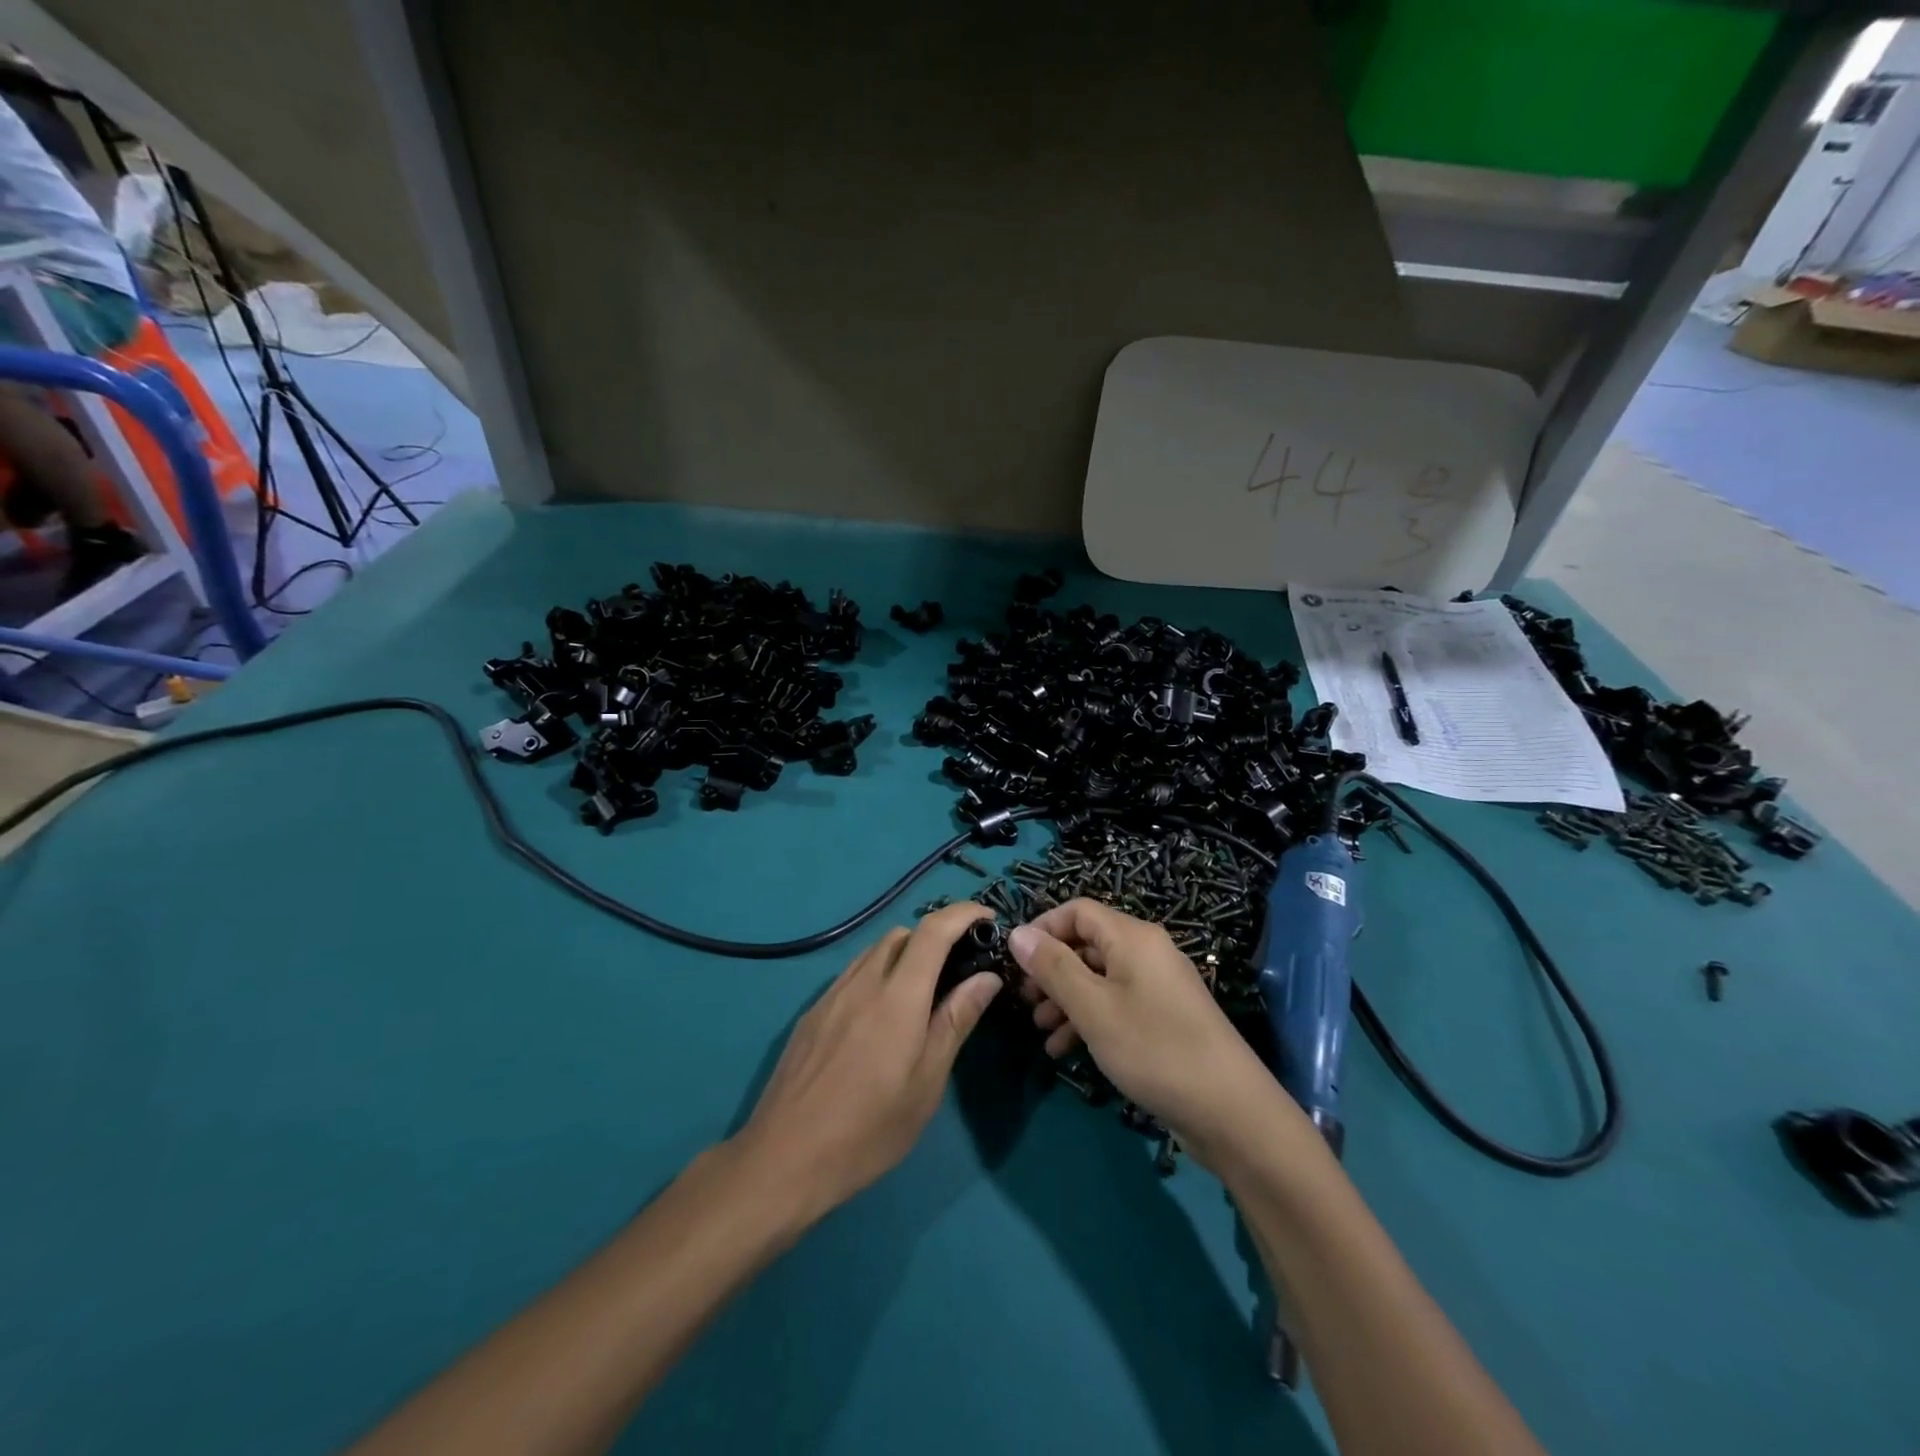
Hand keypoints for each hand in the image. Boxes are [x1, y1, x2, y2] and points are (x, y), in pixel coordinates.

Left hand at [730, 903, 1004, 1225]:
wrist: (783, 1158)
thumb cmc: (868, 1130)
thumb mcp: (926, 1083)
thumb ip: (956, 1021)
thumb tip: (987, 978)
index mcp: (897, 997)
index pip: (933, 930)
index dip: (963, 913)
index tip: (988, 917)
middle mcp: (862, 982)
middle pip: (902, 934)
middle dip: (935, 937)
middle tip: (958, 970)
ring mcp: (831, 995)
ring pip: (874, 951)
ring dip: (904, 955)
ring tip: (922, 993)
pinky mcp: (812, 1013)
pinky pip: (852, 974)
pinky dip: (877, 974)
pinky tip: (881, 1017)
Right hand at [1008, 900, 1301, 1168]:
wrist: (1230, 1112)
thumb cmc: (1154, 1049)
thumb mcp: (1093, 1008)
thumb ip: (1053, 967)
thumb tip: (1017, 933)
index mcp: (1133, 937)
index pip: (1077, 910)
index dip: (1043, 928)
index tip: (1015, 961)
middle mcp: (1147, 952)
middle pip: (1087, 944)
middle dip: (1051, 970)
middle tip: (1024, 1001)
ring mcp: (1157, 986)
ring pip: (1098, 978)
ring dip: (1065, 999)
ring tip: (1040, 1030)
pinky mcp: (1163, 1018)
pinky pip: (1116, 1004)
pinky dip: (1088, 1019)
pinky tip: (1064, 1049)